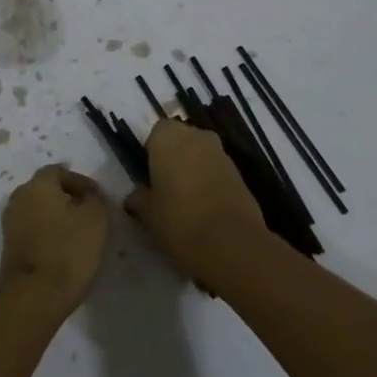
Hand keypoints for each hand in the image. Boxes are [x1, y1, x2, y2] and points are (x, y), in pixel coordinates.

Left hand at [0, 165, 109, 316]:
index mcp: (37, 185)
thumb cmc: (68, 252)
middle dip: (69, 199)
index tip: (99, 199)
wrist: (33, 298)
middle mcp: (18, 198)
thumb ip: (95, 200)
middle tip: (91, 215)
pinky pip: (33, 230)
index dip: (81, 182)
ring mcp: (10, 223)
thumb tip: (88, 197)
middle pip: (47, 190)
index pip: (59, 171)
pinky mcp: (10, 247)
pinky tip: (64, 250)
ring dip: (58, 217)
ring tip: (80, 235)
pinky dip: (48, 234)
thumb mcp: (96, 219)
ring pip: (39, 211)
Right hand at [127, 118, 269, 285]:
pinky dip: (210, 184)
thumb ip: (138, 198)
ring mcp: (222, 154)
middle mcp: (196, 136)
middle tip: (165, 189)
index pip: (155, 133)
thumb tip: (135, 197)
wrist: (231, 242)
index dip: (151, 154)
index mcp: (168, 136)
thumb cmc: (178, 218)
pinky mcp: (240, 174)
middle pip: (181, 141)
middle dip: (174, 159)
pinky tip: (205, 210)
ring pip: (200, 156)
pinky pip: (217, 172)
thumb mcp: (147, 212)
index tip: (148, 177)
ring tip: (185, 203)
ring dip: (193, 171)